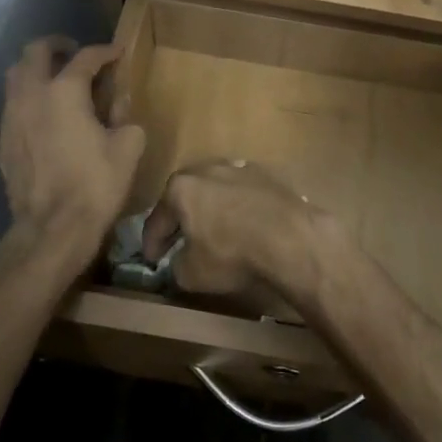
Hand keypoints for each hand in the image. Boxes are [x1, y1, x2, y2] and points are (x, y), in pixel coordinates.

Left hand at [0, 38, 144, 248]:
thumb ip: (125, 117)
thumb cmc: (95, 184)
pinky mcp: (3, 141)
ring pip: (16, 76)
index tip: (117, 52)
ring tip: (58, 81)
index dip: (104, 51)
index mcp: (65, 91)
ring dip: (37, 70)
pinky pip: (13, 105)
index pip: (86, 58)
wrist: (52, 228)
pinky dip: (29, 98)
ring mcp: (11, 118)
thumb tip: (118, 108)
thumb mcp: (128, 147)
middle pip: (35, 52)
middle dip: (57, 46)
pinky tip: (46, 115)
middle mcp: (31, 95)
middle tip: (75, 53)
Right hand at [141, 159, 335, 297]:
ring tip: (213, 231)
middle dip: (181, 219)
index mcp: (181, 188)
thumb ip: (176, 266)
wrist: (290, 237)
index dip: (152, 244)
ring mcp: (239, 168)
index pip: (157, 220)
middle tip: (179, 242)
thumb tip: (179, 262)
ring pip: (215, 190)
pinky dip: (238, 207)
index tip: (152, 261)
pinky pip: (243, 193)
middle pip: (186, 196)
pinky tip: (244, 224)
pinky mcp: (267, 174)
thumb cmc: (231, 253)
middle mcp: (207, 169)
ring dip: (211, 209)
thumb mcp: (191, 273)